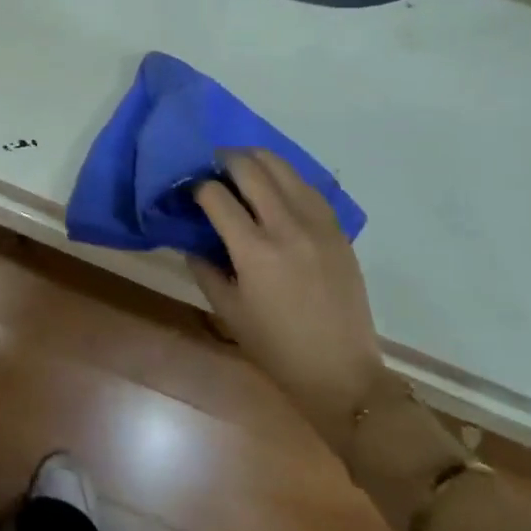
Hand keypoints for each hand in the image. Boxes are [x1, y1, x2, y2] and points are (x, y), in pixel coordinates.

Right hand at [189, 150, 384, 424]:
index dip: (196, 186)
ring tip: (241, 168)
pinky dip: (285, 177)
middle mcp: (286, 226)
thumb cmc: (276, 347)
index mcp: (254, 250)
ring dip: (256, 160)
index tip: (189, 191)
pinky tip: (275, 186)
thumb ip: (204, 268)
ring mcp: (317, 224)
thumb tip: (191, 238)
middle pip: (250, 168)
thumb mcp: (227, 310)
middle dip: (224, 160)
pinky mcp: (337, 229)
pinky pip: (307, 186)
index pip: (216, 195)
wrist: (341, 371)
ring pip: (283, 167)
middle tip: (212, 168)